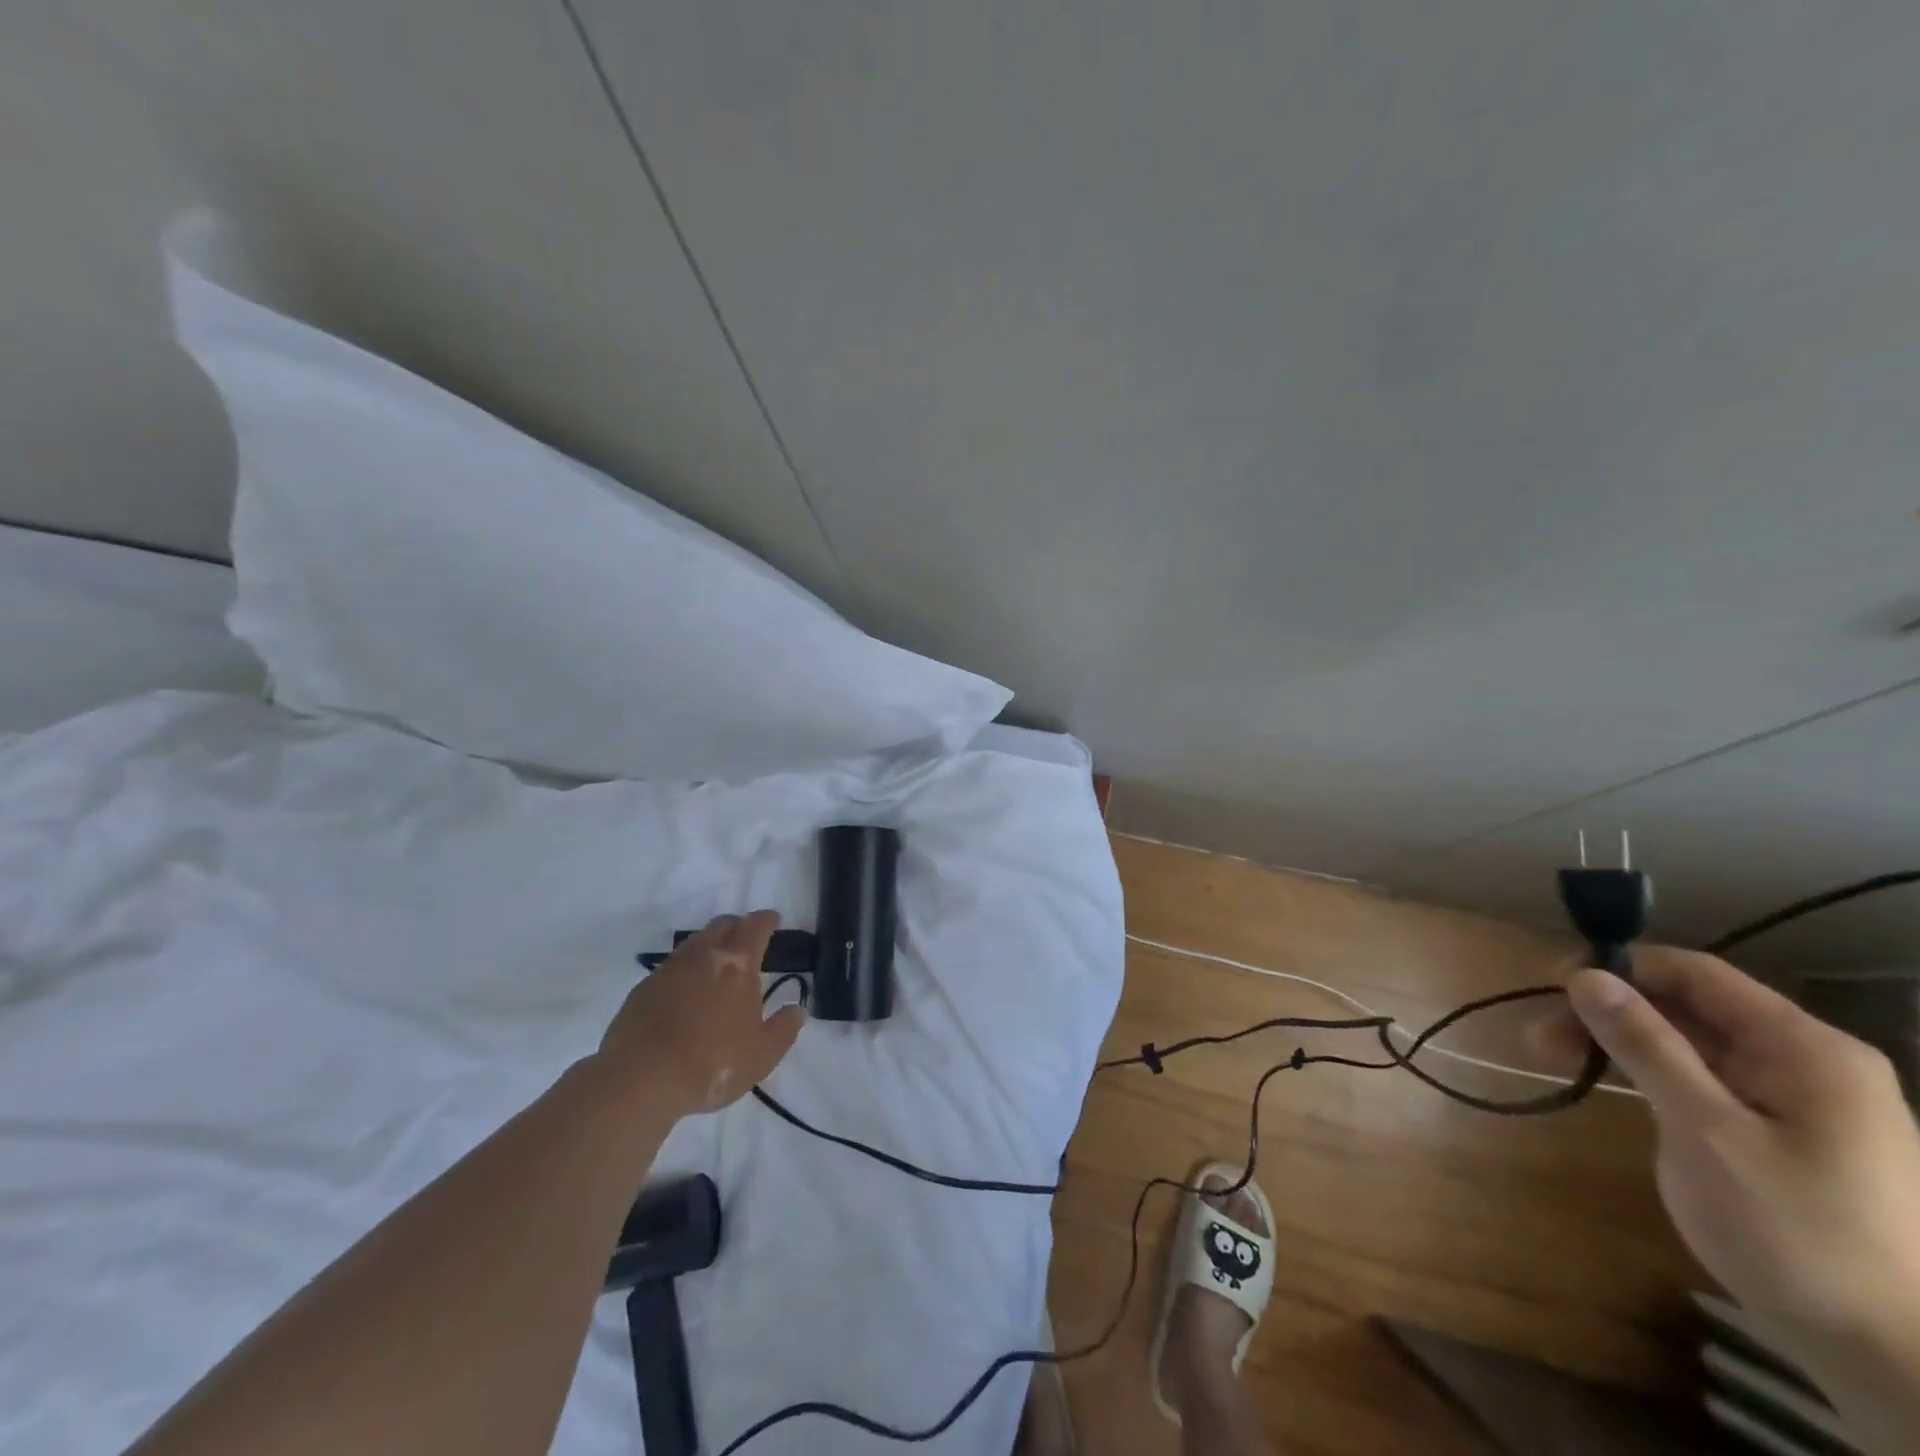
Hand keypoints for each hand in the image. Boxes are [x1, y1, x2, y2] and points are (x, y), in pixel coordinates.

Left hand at [598, 911, 806, 1115]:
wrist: (640, 1079)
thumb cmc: (712, 1064)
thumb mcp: (762, 1055)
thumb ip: (784, 1029)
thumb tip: (798, 1010)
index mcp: (737, 964)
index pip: (755, 926)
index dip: (767, 920)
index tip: (774, 920)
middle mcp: (703, 956)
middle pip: (722, 924)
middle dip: (738, 926)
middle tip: (747, 941)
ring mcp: (669, 969)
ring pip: (694, 942)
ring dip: (710, 945)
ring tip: (717, 965)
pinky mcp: (644, 988)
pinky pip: (671, 966)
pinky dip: (685, 969)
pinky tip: (686, 991)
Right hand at [1567, 947, 1919, 1449]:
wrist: (1887, 1357)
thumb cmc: (1795, 1232)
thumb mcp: (1705, 1131)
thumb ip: (1647, 1046)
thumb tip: (1586, 976)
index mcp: (1804, 1049)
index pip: (1696, 973)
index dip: (1620, 968)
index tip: (1552, 987)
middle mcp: (1805, 1060)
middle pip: (1688, 1005)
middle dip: (1609, 1010)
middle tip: (1541, 1034)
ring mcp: (1796, 1097)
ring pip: (1689, 1040)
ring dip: (1619, 1040)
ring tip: (1554, 1056)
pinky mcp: (1781, 1130)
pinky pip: (1704, 1076)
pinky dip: (1649, 1071)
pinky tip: (1609, 1083)